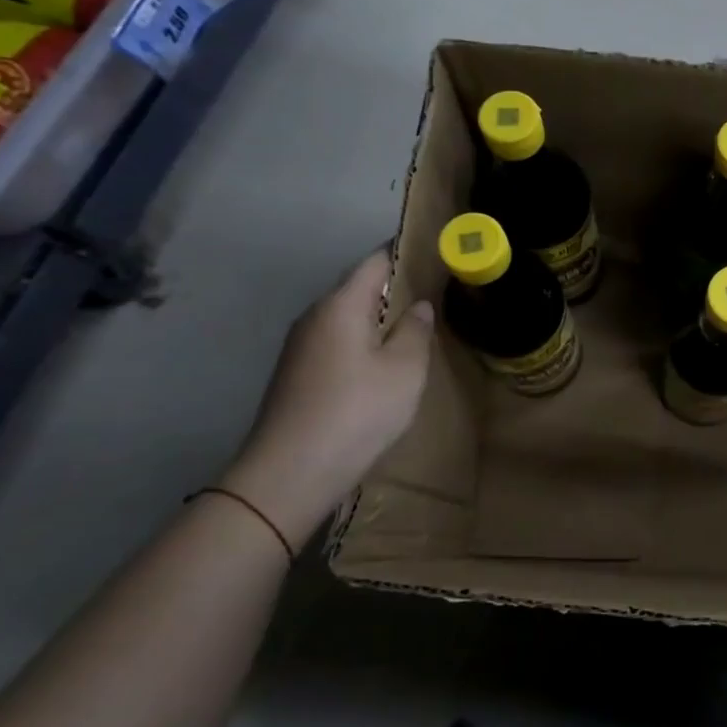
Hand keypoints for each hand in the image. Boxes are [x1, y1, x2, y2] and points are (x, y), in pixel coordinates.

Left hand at [218, 251, 432, 547]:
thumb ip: (416, 330)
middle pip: (358, 288)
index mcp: (341, 305)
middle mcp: (314, 316)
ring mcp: (300, 346)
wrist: (289, 473)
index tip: (436, 256)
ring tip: (416, 330)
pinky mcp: (297, 373)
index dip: (405, 254)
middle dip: (395, 288)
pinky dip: (363, 342)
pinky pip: (337, 341)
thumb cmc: (357, 411)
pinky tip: (383, 364)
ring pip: (348, 317)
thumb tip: (418, 306)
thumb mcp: (405, 369)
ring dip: (379, 319)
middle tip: (436, 296)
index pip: (375, 262)